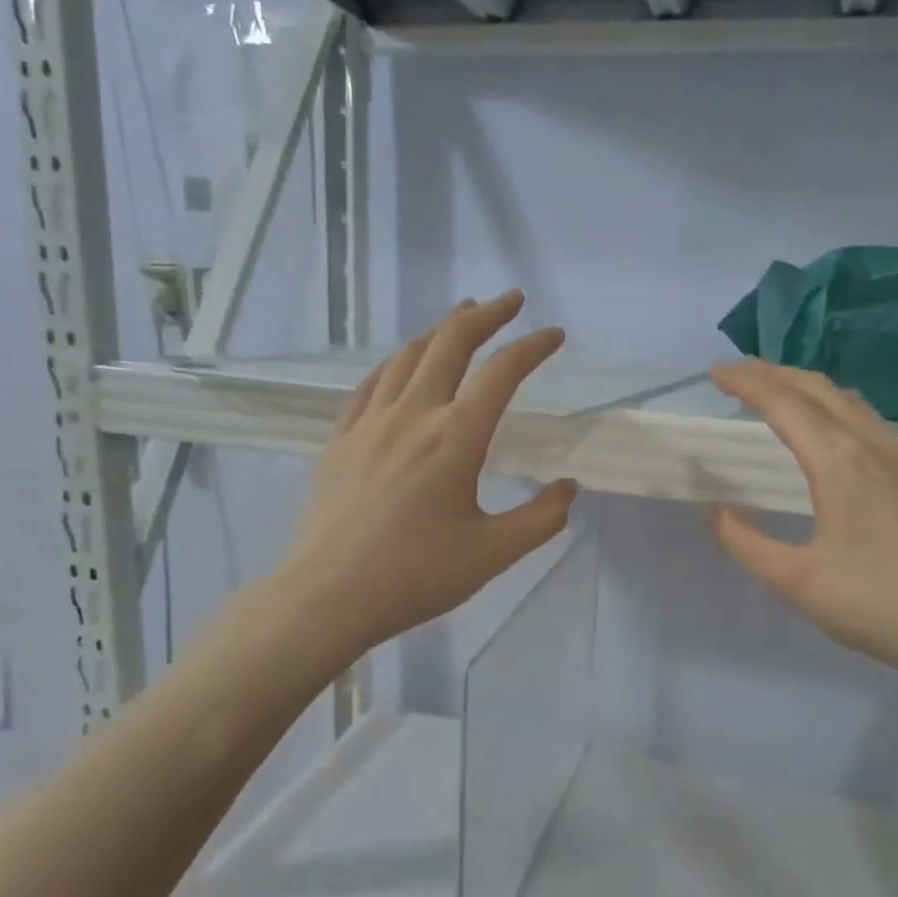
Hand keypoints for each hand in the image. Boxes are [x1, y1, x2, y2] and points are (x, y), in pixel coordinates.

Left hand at [275, 292, 579, 660]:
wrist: (329, 595)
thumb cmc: (416, 575)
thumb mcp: (493, 553)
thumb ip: (541, 518)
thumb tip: (568, 488)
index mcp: (456, 437)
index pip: (502, 373)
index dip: (532, 347)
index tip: (554, 335)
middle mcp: (413, 415)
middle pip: (451, 343)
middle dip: (485, 315)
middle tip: (510, 300)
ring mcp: (370, 423)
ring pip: (408, 356)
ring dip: (440, 329)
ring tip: (460, 316)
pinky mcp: (342, 439)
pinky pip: (371, 383)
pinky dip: (396, 362)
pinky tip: (402, 363)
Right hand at [706, 359, 897, 699]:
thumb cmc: (882, 605)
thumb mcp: (798, 581)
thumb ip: (746, 544)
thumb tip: (714, 513)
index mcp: (840, 463)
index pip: (784, 404)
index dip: (747, 383)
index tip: (715, 372)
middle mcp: (873, 447)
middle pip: (818, 390)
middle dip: (774, 373)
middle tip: (737, 374)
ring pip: (849, 403)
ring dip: (806, 389)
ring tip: (777, 395)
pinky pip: (869, 423)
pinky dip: (834, 409)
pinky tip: (830, 436)